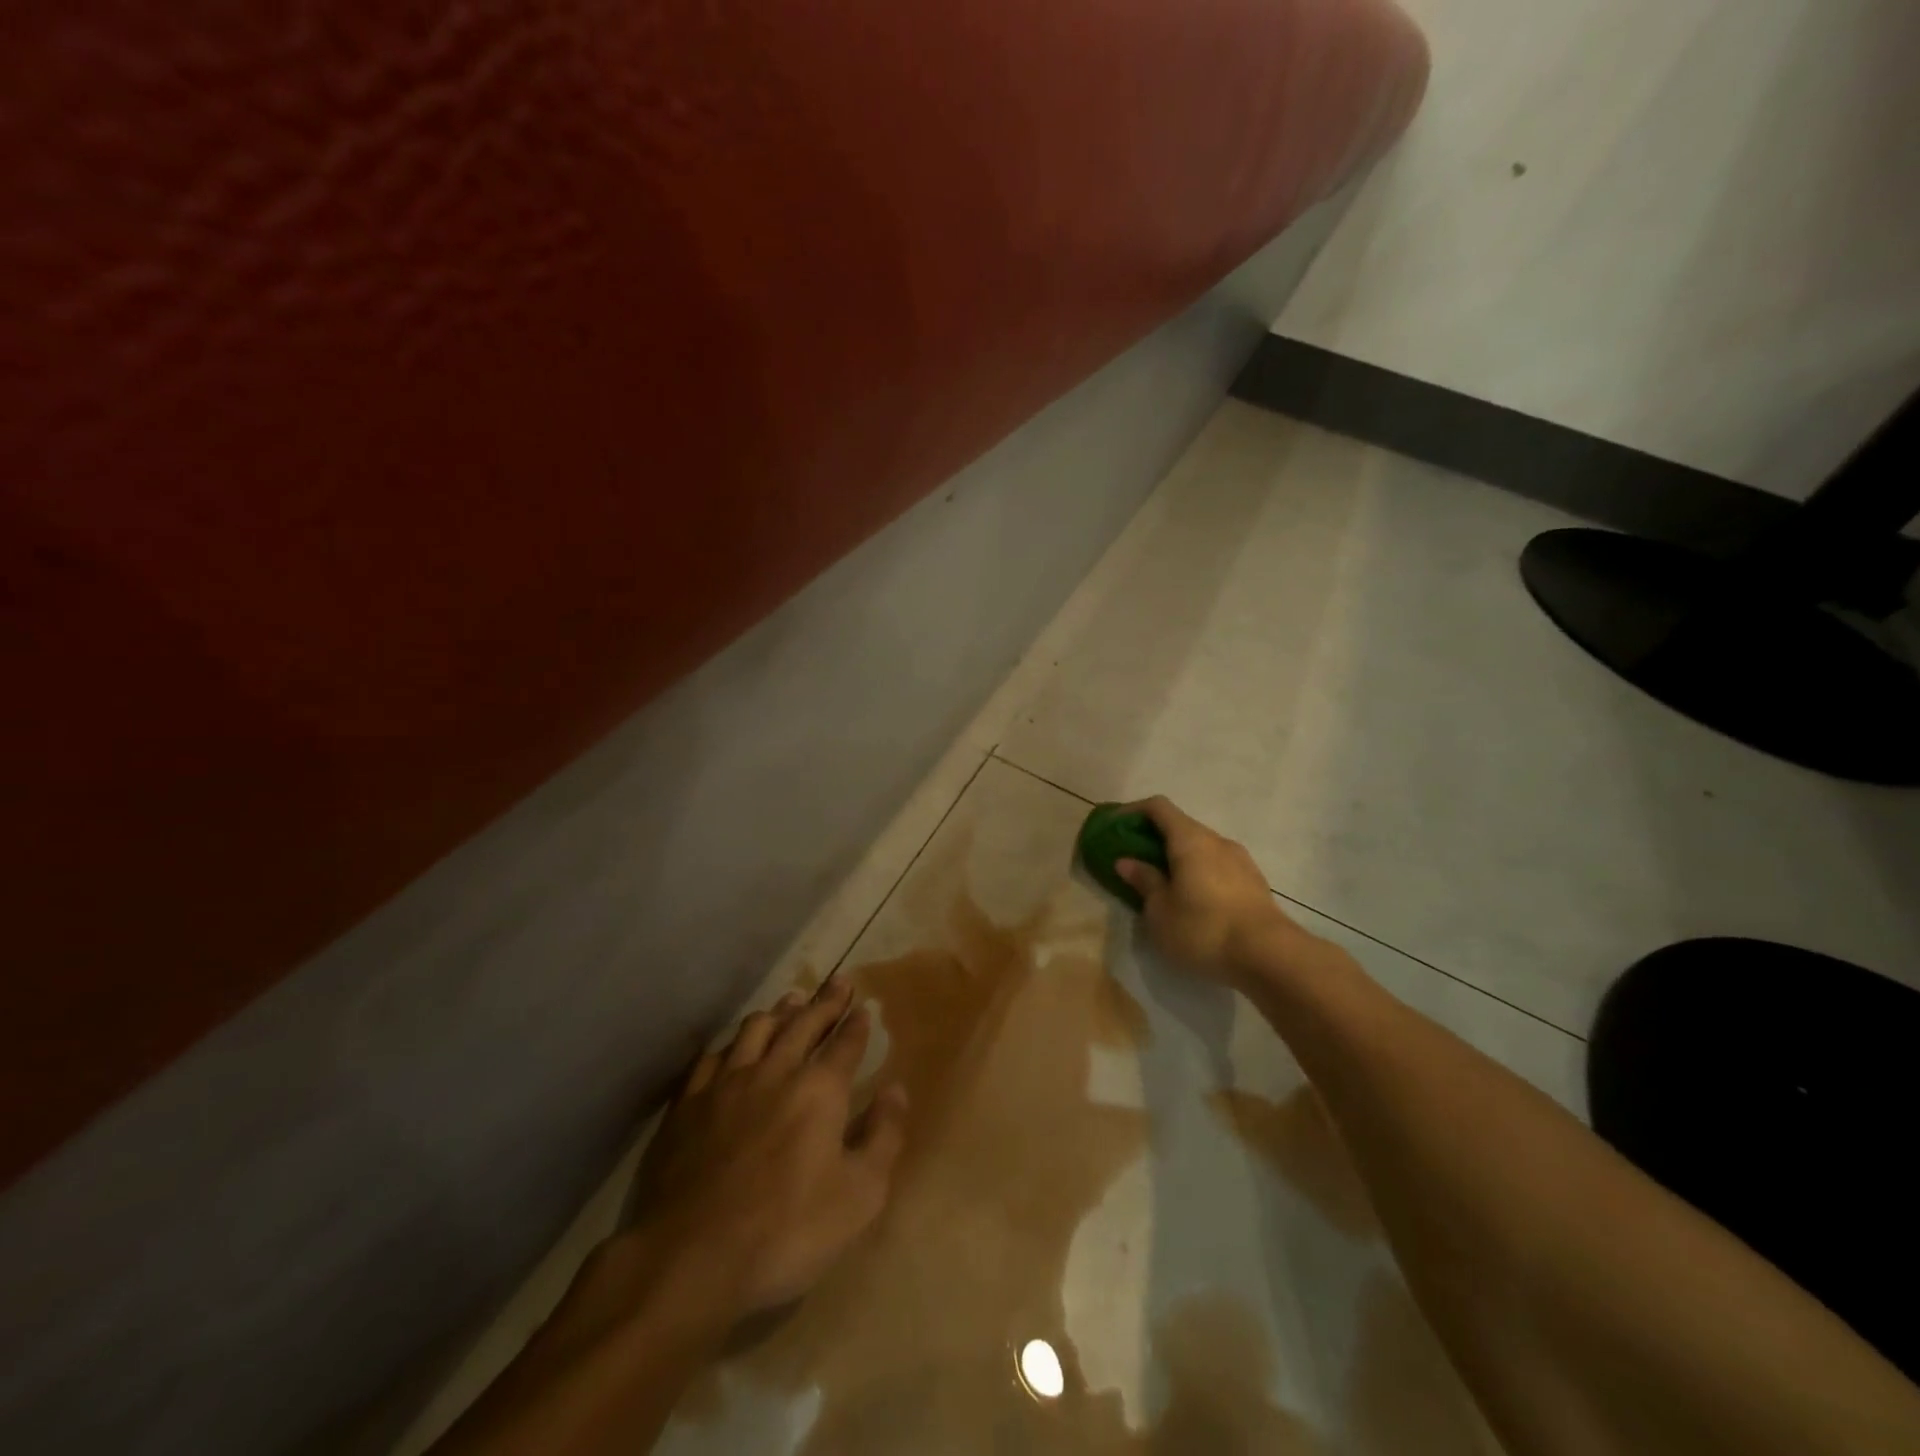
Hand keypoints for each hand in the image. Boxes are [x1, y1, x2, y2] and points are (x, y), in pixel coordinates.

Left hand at [624, 977, 908, 1321]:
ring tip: (792, 1000)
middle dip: (826, 1001)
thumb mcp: (860, 1197)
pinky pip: (714, 1056)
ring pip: (757, 1029)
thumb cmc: (786, 1231)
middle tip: (839, 981)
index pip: (845, 1044)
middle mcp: (776, 1071)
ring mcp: (727, 1083)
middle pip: (804, 1023)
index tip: (864, 1006)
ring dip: (780, 1011)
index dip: (857, 1023)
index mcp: (820, 1090)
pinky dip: (733, 1044)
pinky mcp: (689, 1103)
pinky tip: (735, 1046)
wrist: (690, 1256)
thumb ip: (884, 1136)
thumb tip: (897, 1090)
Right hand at [1114, 796, 1312, 987]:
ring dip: (1178, 858)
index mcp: (1189, 839)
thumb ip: (1144, 881)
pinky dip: (1198, 872)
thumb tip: (1126, 861)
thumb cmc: (1203, 929)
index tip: (1115, 827)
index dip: (1133, 811)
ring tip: (1163, 884)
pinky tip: (1193, 901)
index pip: (1158, 807)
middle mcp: (1216, 841)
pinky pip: (1217, 866)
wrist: (1270, 956)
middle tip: (1134, 861)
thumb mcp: (1160, 911)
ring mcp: (1240, 860)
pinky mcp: (1254, 882)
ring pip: (1201, 848)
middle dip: (1154, 838)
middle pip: (1180, 826)